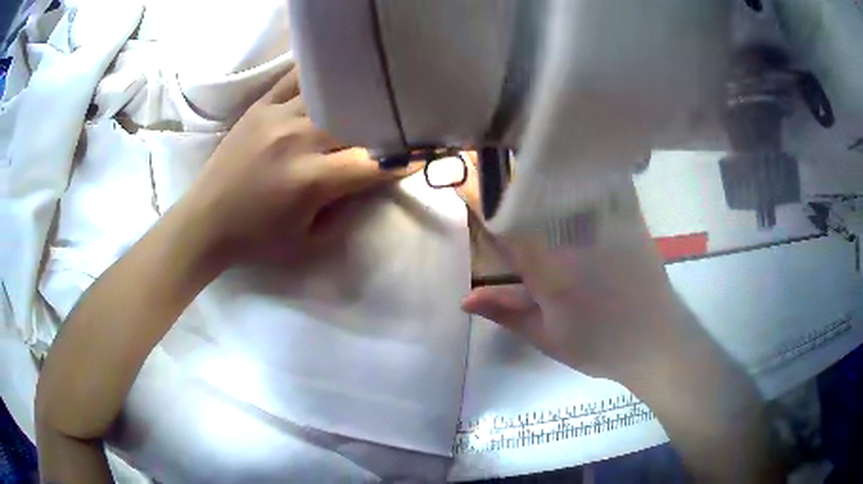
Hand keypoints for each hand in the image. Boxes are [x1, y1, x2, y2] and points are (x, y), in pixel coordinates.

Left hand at [183, 65, 410, 265]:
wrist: (206, 221)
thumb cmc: (257, 238)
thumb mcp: (308, 238)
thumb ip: (346, 207)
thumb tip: (372, 177)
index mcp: (311, 180)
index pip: (373, 161)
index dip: (403, 159)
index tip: (424, 154)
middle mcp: (298, 140)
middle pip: (356, 120)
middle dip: (384, 123)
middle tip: (402, 121)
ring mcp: (277, 117)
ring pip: (331, 94)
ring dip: (355, 98)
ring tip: (373, 94)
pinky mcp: (260, 106)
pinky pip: (295, 78)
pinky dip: (318, 75)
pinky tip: (333, 72)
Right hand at [460, 172, 689, 383]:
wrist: (655, 342)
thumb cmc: (599, 345)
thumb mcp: (547, 336)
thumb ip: (506, 311)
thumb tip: (465, 298)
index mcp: (550, 268)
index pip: (506, 224)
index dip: (480, 201)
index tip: (462, 186)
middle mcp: (575, 237)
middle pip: (536, 192)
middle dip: (510, 179)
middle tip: (492, 167)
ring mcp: (606, 224)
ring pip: (570, 182)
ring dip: (546, 171)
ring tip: (529, 163)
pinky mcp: (630, 219)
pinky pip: (605, 184)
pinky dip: (586, 174)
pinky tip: (577, 168)